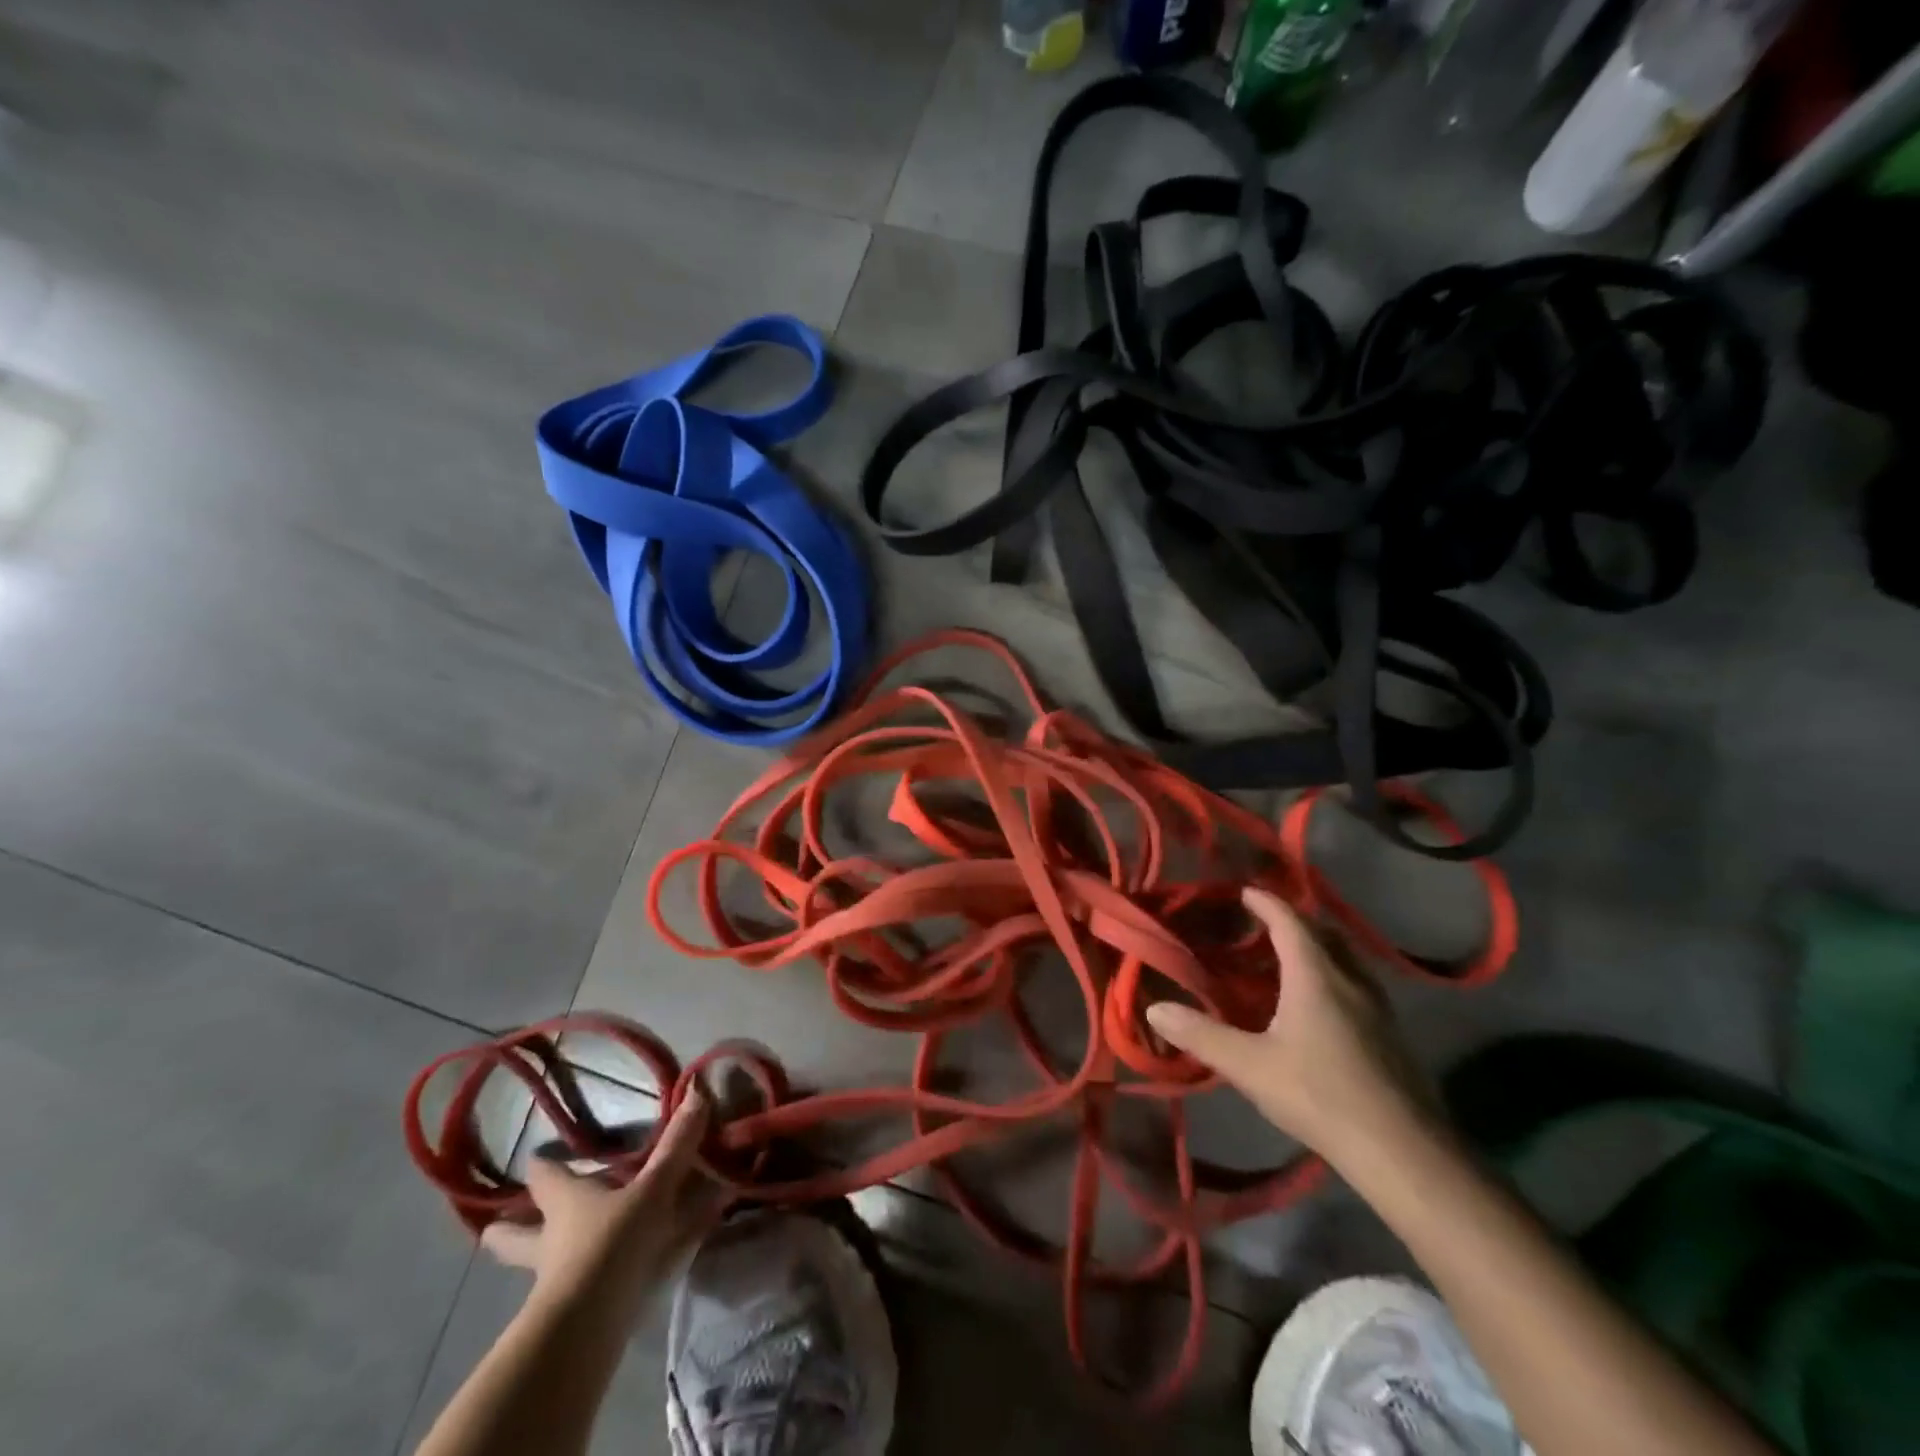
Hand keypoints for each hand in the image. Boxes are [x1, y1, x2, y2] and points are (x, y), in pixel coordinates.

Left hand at [481, 1088, 728, 1301]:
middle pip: (515, 1233)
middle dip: (508, 1228)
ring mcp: (555, 1278)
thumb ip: (676, 1145)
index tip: (537, 1158)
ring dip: (543, 1259)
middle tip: (499, 1222)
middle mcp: (552, 1237)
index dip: (543, 1165)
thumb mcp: (652, 1189)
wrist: (589, 1325)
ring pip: (538, 1265)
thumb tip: (696, 1089)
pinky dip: (586, 1281)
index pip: (544, 1176)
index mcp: (565, 1200)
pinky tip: (603, 1282)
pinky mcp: (570, 1312)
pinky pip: (573, 1288)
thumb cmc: (612, 1241)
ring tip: (553, 1254)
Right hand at [1146, 887, 1441, 1170]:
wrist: (1404, 1152)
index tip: (1243, 891)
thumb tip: (1154, 1010)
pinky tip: (1320, 1004)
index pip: (1289, 921)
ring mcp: (1378, 1007)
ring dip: (1317, 947)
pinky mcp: (1391, 1034)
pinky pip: (1357, 983)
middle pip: (1323, 933)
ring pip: (1345, 958)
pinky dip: (1333, 974)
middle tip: (1262, 923)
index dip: (1265, 902)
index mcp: (1316, 975)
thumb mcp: (1250, 1066)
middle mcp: (1351, 979)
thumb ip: (1201, 1034)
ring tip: (1288, 958)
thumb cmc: (1320, 1096)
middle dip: (1292, 920)